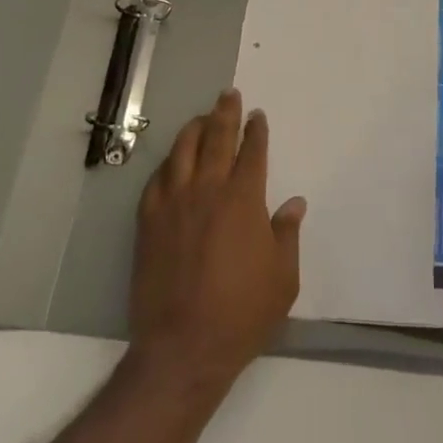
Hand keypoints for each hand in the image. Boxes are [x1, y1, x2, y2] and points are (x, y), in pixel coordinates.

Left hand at [130, 88, 306, 389]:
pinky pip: (157, 179)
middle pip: (216, 138)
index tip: (257, 115)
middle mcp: (207, 190)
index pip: (252, 151)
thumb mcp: (283, 278)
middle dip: (225, 113)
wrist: (183, 347)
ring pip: (182, 150)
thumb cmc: (242, 313)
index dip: (256, 130)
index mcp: (243, 199)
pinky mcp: (148, 221)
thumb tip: (294, 203)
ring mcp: (173, 203)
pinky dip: (169, 163)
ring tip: (202, 118)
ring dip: (195, 129)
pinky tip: (173, 162)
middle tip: (228, 95)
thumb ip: (288, 234)